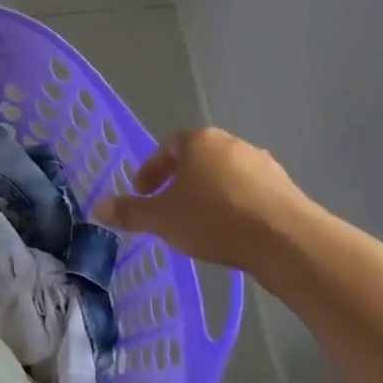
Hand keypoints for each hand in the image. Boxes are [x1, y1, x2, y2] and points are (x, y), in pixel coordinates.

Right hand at [91, 127, 308, 275]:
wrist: (285, 240)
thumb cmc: (213, 219)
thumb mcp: (161, 219)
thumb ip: (129, 211)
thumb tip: (97, 207)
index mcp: (199, 141)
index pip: (166, 146)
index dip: (151, 170)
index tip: (144, 194)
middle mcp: (231, 144)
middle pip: (197, 159)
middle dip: (179, 183)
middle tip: (167, 210)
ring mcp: (263, 164)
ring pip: (224, 176)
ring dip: (208, 195)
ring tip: (198, 225)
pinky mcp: (285, 188)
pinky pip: (248, 193)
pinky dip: (234, 206)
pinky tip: (230, 232)